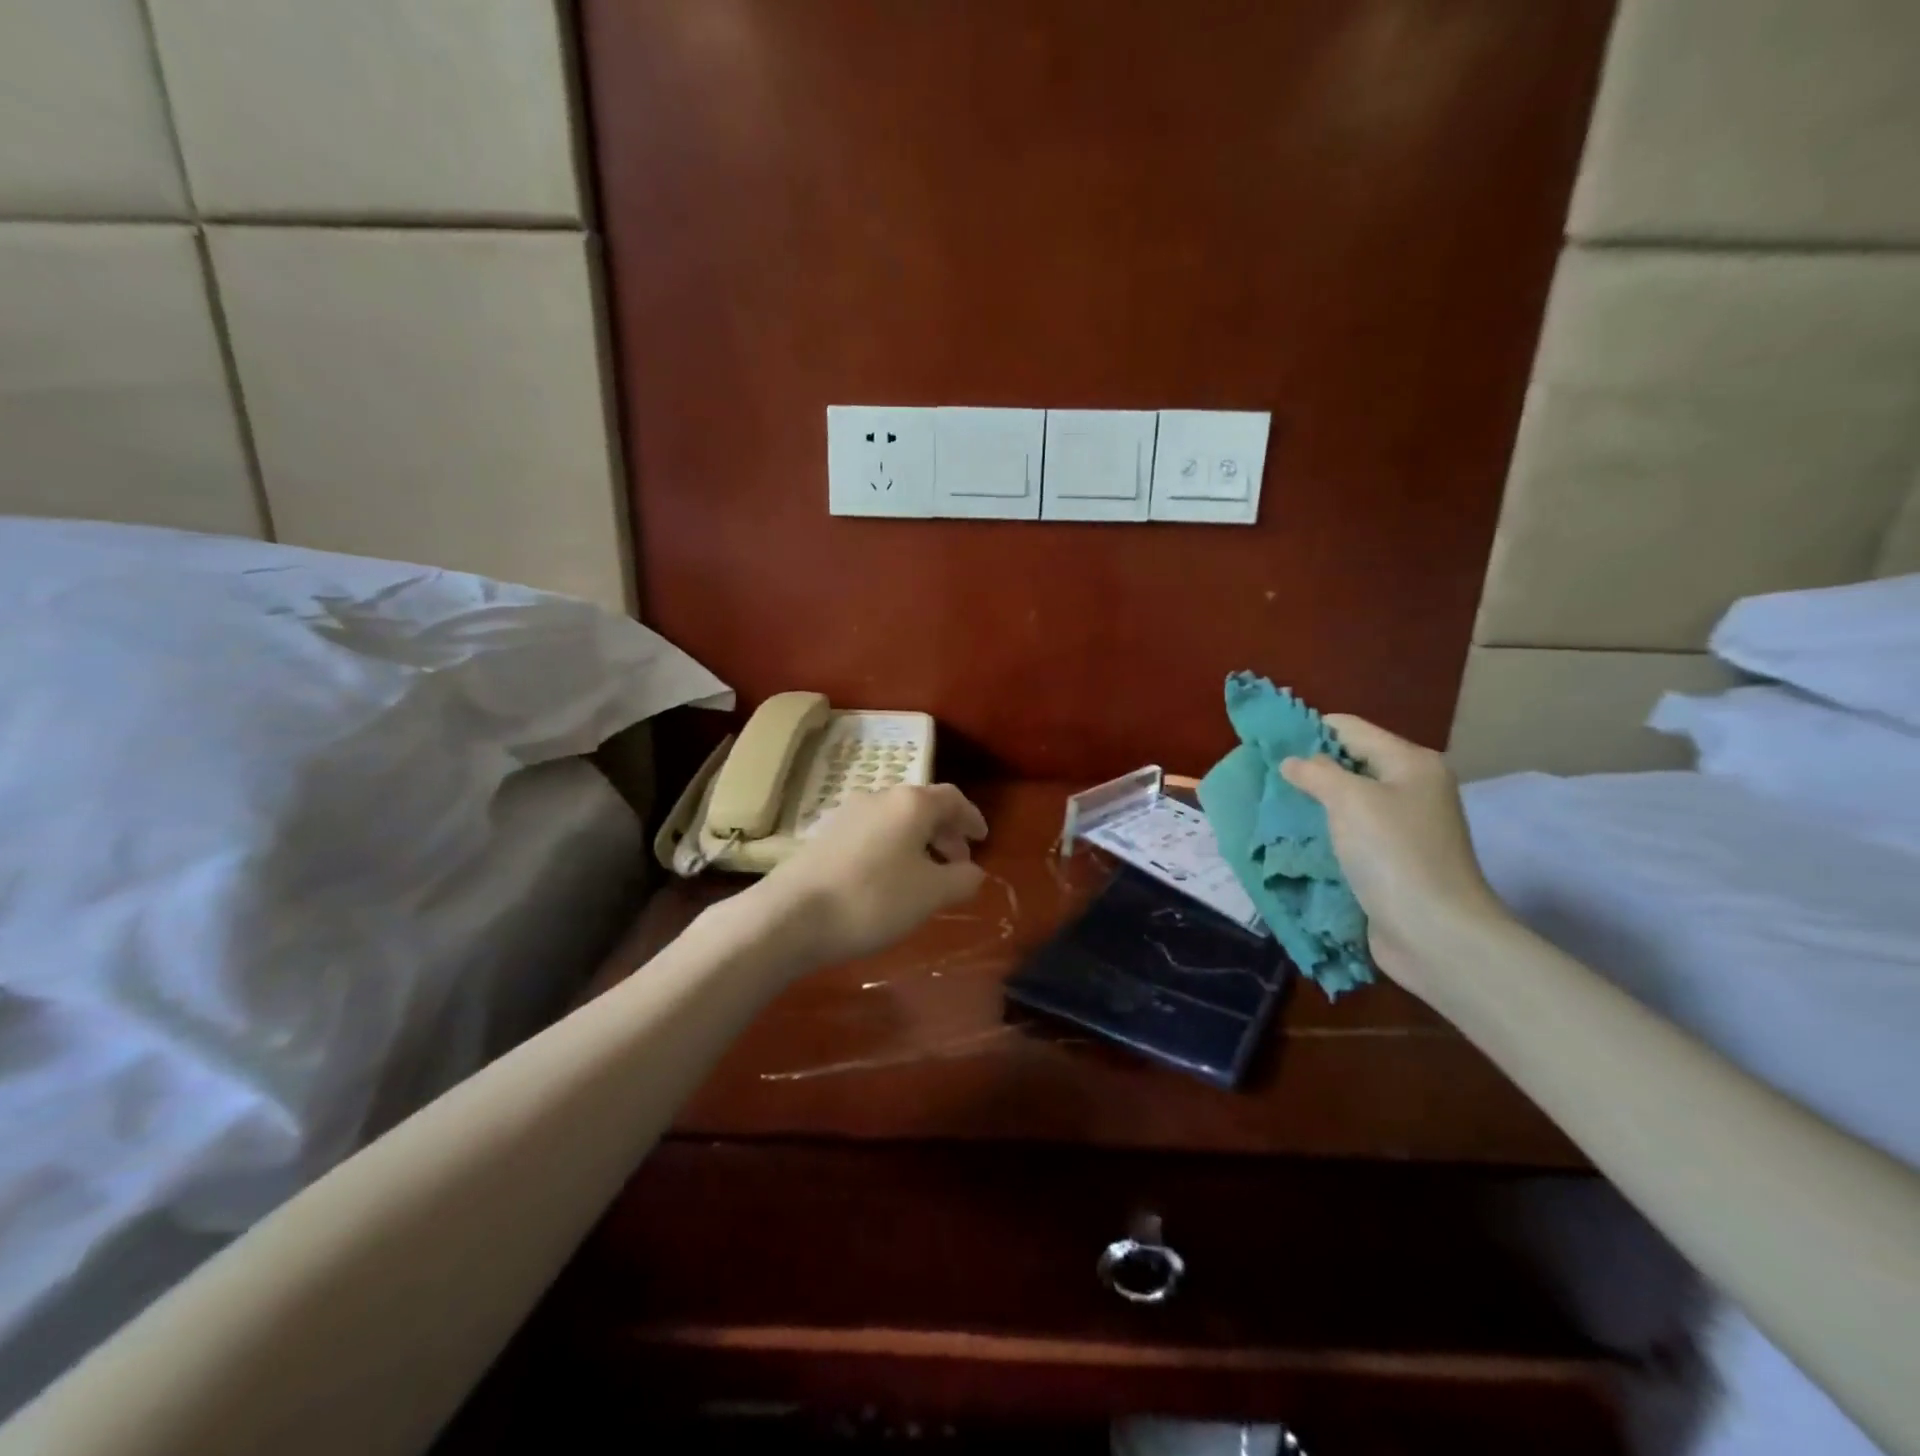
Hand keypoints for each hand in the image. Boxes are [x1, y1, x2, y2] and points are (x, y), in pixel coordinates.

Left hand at [752, 784, 988, 970]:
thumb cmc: (874, 899)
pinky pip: (873, 834)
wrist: (792, 915)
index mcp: (911, 803)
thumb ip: (962, 879)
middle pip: (923, 807)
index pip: (952, 799)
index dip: (971, 818)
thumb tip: (973, 871)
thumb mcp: (931, 894)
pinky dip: (893, 849)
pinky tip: (889, 880)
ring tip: (926, 876)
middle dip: (945, 833)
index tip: (982, 839)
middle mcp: (879, 797)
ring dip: (918, 842)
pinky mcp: (826, 835)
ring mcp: (848, 814)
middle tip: (958, 864)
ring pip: (896, 821)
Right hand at [1280, 715, 1510, 995]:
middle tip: (1262, 778)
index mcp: (1410, 763)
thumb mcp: (1350, 801)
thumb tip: (1292, 762)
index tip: (1265, 745)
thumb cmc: (1394, 855)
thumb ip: (1317, 773)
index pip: (1350, 729)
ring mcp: (1404, 827)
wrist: (1435, 934)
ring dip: (1312, 804)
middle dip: (1307, 769)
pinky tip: (1294, 838)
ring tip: (1271, 807)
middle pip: (1350, 764)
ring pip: (1347, 801)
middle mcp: (1411, 789)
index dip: (1308, 731)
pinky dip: (1324, 833)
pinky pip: (1350, 834)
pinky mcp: (1392, 860)